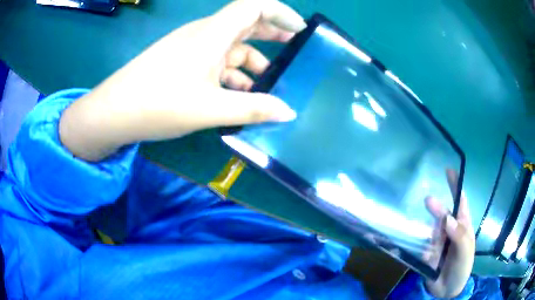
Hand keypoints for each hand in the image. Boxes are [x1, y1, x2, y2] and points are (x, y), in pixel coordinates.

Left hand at [59, 0, 304, 160]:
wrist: (114, 112)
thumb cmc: (159, 104)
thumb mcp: (210, 109)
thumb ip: (253, 109)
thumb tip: (288, 112)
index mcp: (212, 34)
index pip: (253, 6)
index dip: (280, 12)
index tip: (299, 29)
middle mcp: (203, 34)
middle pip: (245, 24)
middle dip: (273, 34)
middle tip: (294, 50)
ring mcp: (191, 48)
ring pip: (231, 47)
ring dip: (252, 61)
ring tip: (271, 84)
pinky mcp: (182, 62)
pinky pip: (215, 62)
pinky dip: (232, 75)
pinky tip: (240, 95)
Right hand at [424, 170, 474, 297]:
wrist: (447, 291)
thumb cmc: (462, 268)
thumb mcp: (465, 252)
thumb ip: (459, 235)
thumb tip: (447, 218)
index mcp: (462, 226)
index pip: (460, 201)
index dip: (455, 185)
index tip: (448, 170)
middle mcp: (450, 230)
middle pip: (443, 214)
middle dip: (437, 208)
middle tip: (427, 201)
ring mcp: (438, 242)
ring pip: (431, 229)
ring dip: (427, 228)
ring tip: (422, 232)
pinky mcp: (427, 253)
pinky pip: (422, 246)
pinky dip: (420, 247)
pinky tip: (420, 251)